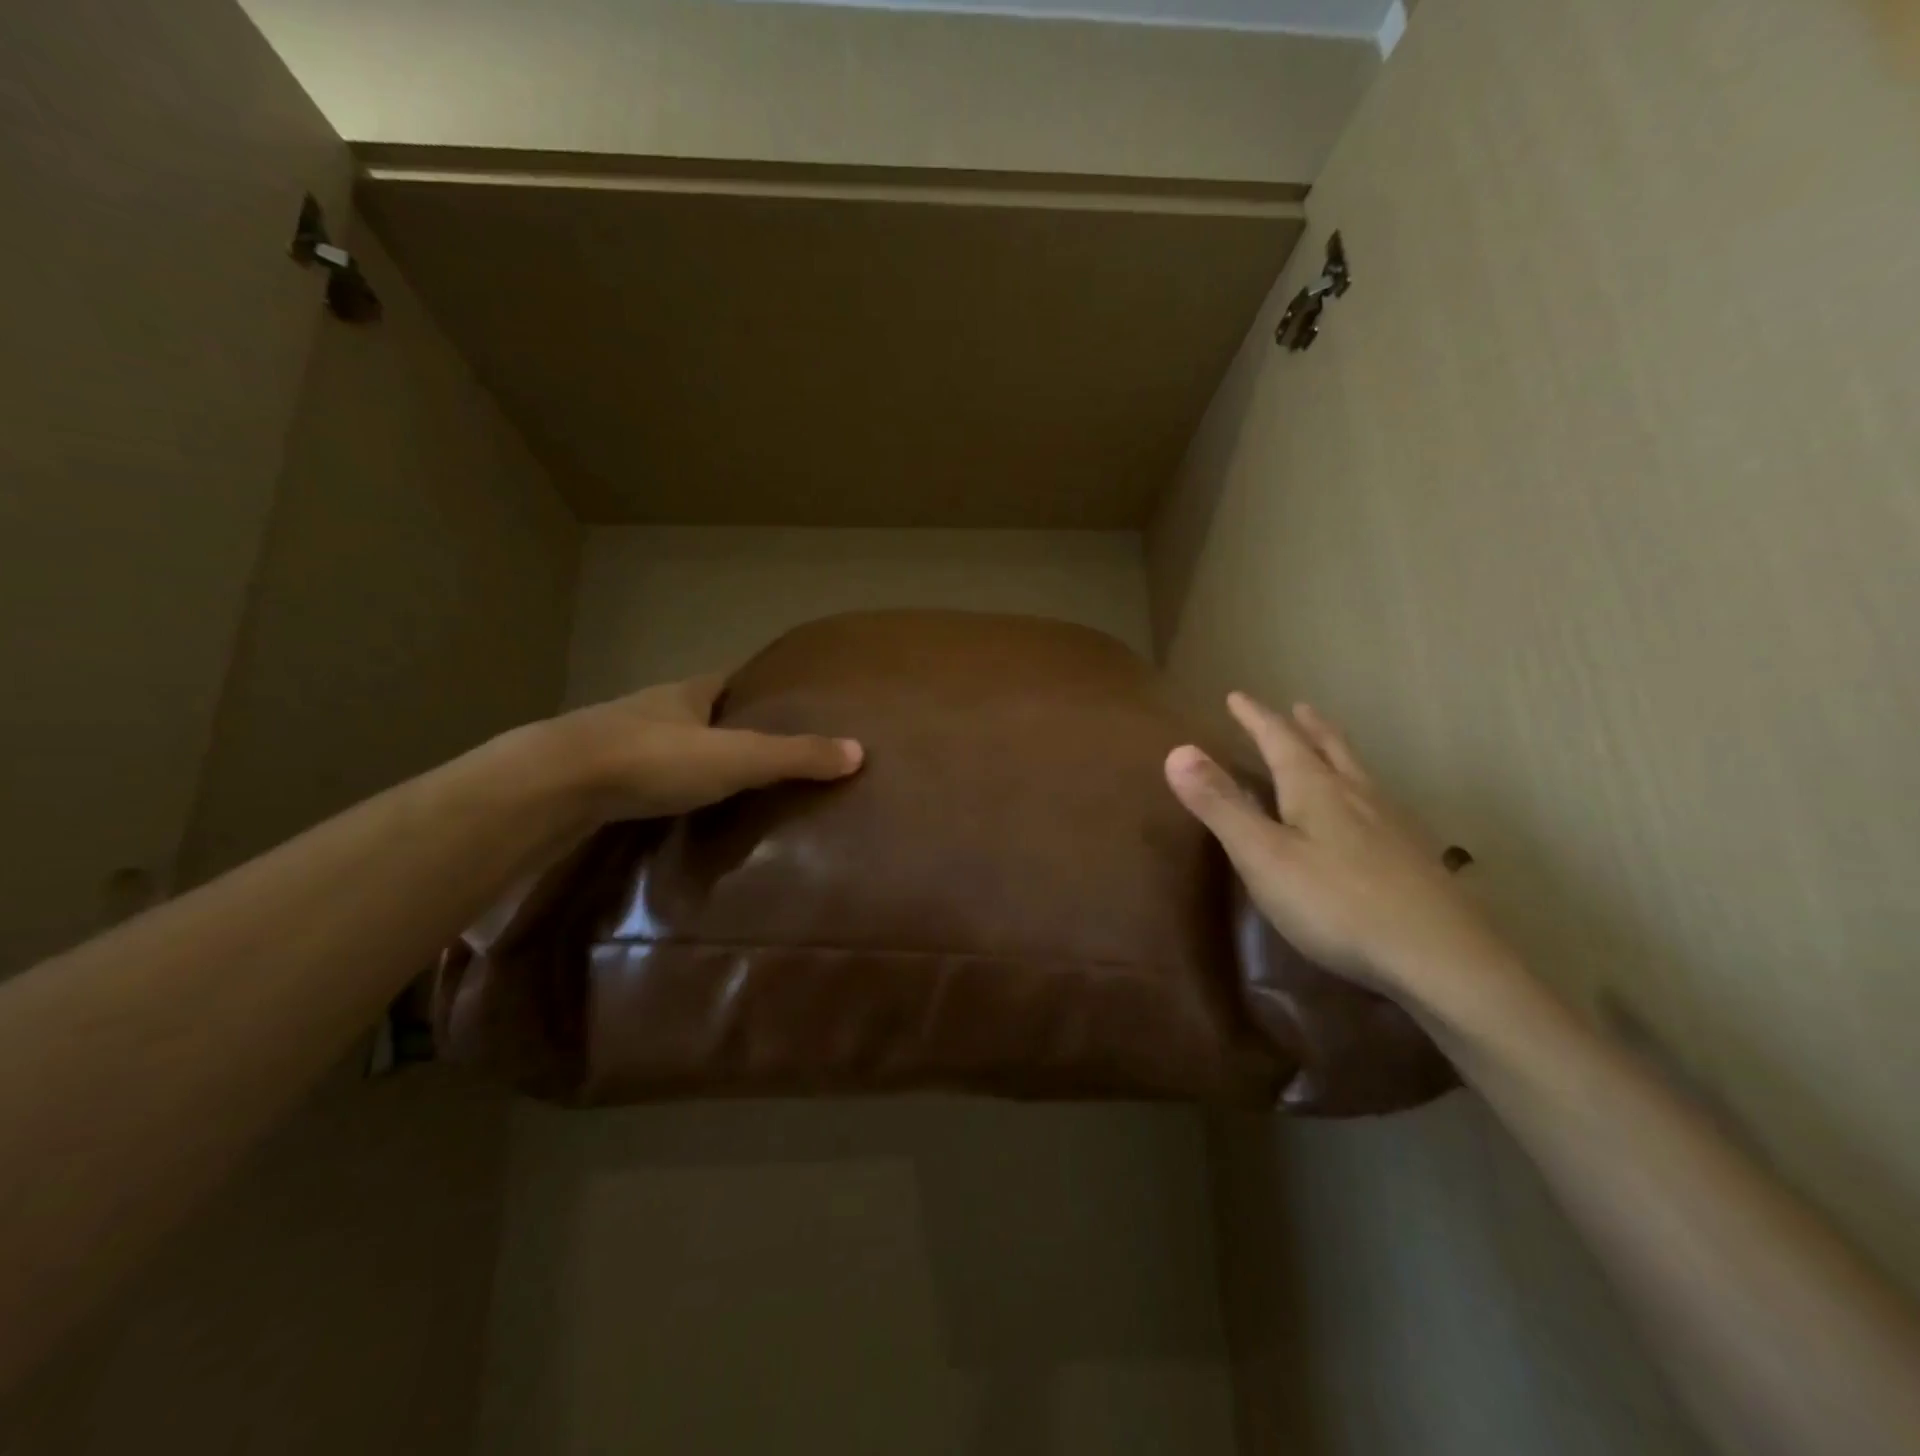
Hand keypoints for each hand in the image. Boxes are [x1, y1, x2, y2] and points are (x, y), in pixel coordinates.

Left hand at [543, 674, 862, 822]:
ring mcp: (619, 741)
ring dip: (693, 757)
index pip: (730, 679)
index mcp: (688, 693)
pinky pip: (643, 775)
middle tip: (767, 751)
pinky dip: (664, 786)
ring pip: (668, 743)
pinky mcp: (594, 777)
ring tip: (728, 785)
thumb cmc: (653, 758)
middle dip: (728, 725)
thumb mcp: (736, 757)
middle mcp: (654, 709)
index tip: (787, 698)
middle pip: (699, 711)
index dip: (758, 686)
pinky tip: (676, 809)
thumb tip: (860, 752)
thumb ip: (795, 756)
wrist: (554, 784)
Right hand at [1165, 693, 1512, 1014]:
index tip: (1237, 696)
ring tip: (1331, 748)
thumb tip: (1177, 750)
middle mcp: (1357, 796)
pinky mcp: (1413, 859)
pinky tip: (1371, 816)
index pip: (1279, 740)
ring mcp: (1392, 826)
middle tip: (1298, 707)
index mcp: (1316, 790)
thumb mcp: (1263, 856)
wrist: (1441, 959)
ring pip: (1359, 775)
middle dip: (1306, 727)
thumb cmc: (1336, 904)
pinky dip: (1362, 791)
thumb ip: (1220, 805)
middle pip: (1329, 749)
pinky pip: (1380, 805)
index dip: (1255, 718)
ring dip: (1338, 753)